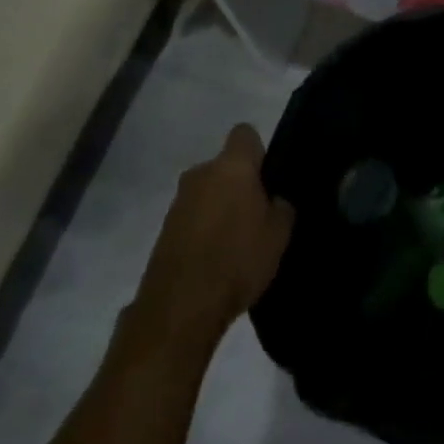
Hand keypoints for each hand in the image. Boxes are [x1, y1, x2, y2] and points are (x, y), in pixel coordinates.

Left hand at [121, 124, 294, 360]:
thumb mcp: (279, 234)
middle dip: (237, 184)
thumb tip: (273, 200)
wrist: (180, 309)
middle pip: (224, 167)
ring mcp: (177, 203)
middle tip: (255, 215)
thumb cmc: (237, 259)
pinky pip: (190, 220)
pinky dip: (201, 232)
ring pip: (206, 194)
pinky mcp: (162, 232)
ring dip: (218, 209)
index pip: (245, 133)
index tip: (267, 177)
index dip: (258, 151)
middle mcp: (200, 173)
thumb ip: (281, 207)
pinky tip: (213, 261)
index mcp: (232, 165)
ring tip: (233, 245)